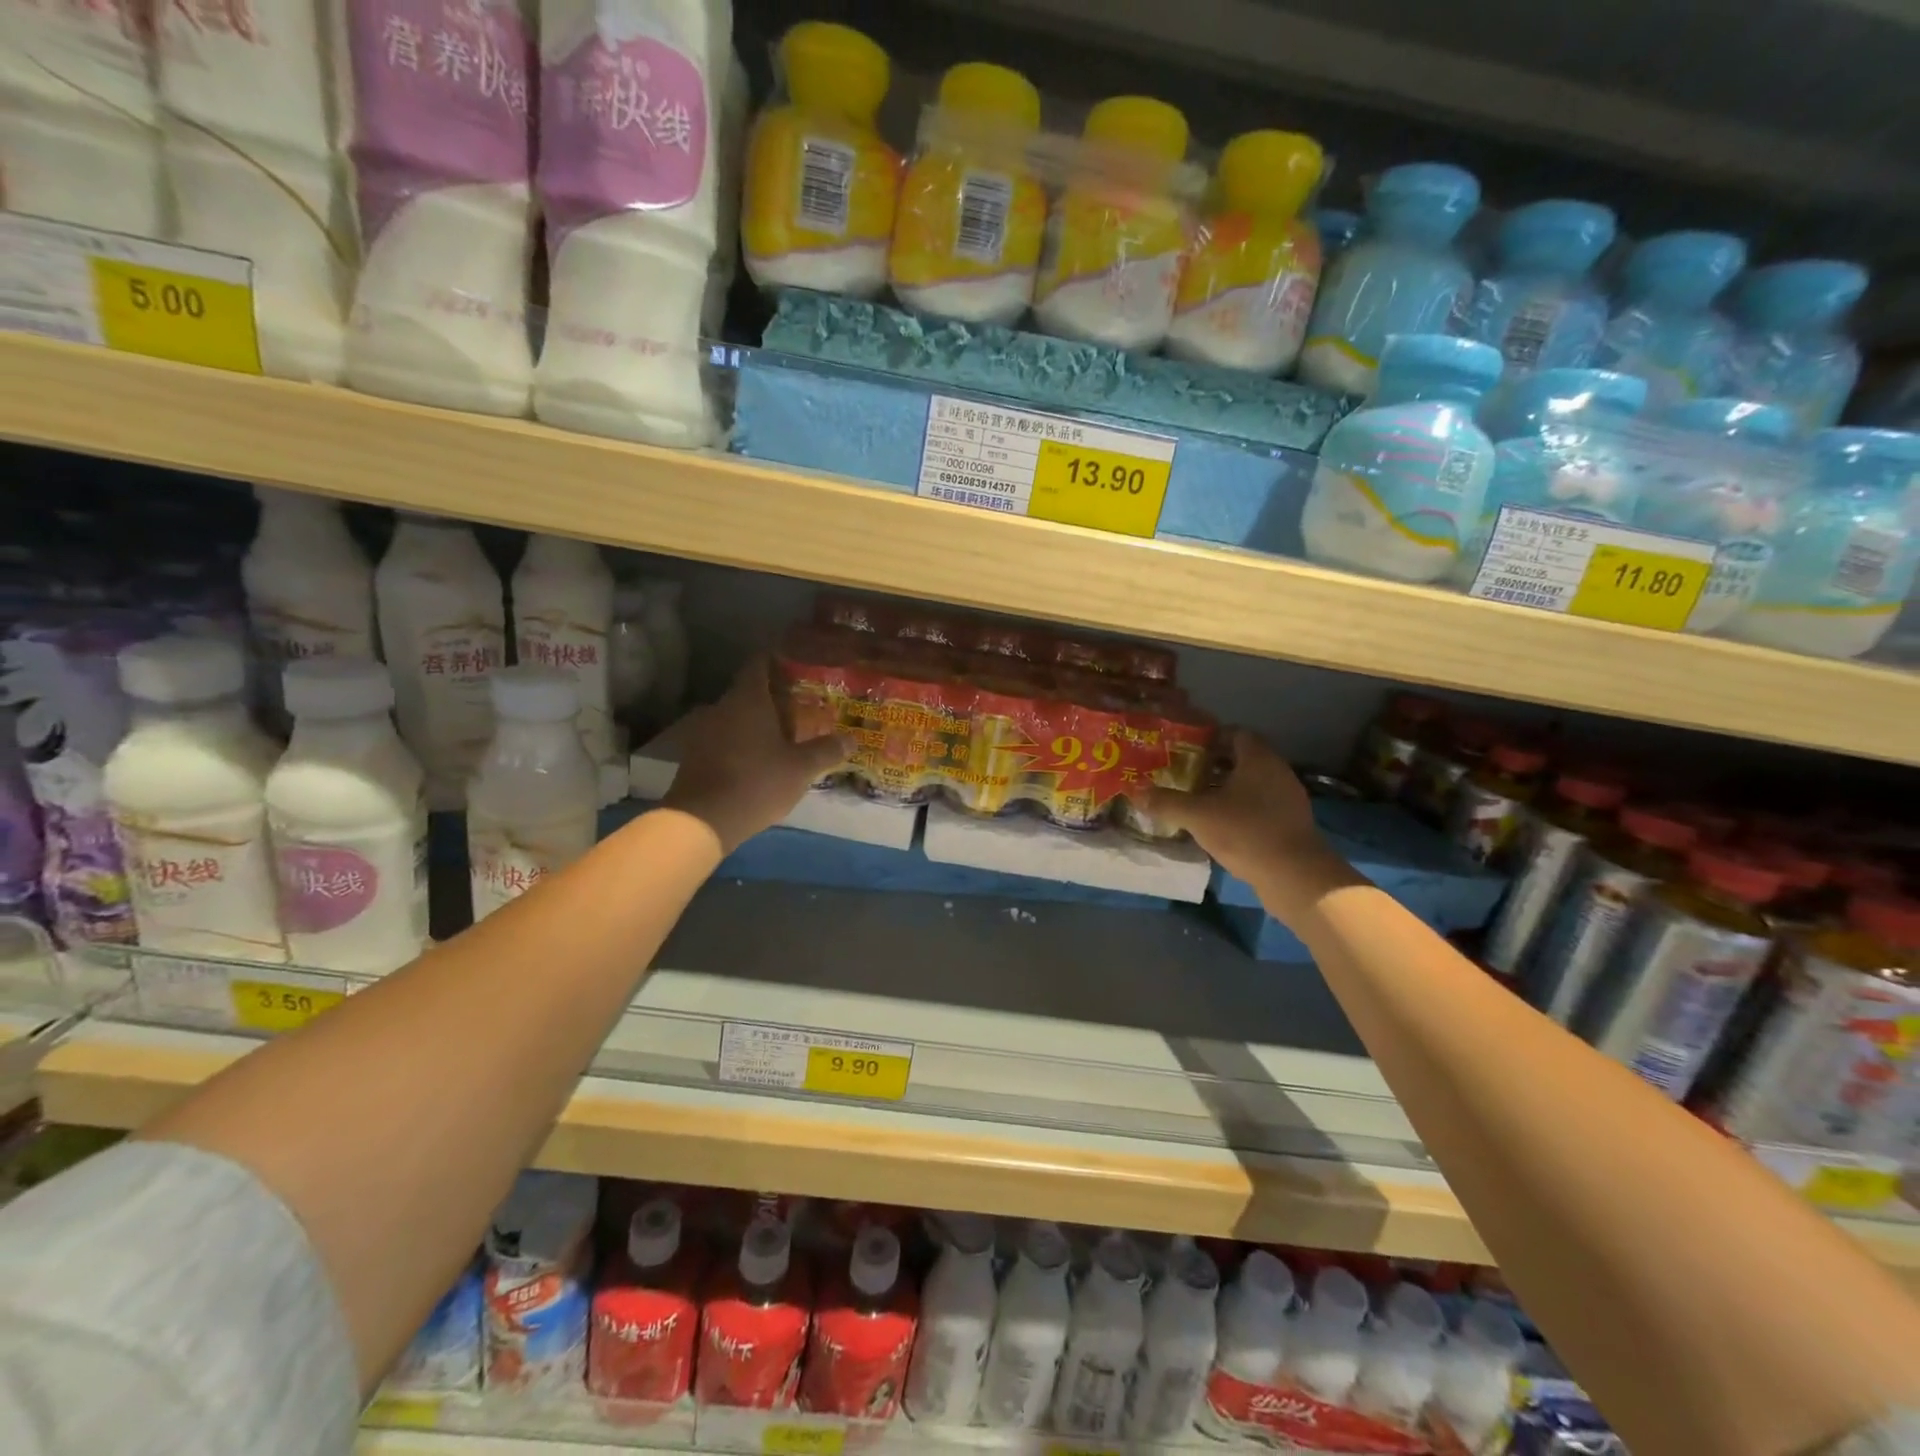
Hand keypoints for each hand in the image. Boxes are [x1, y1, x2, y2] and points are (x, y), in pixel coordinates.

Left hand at [663, 657, 847, 852]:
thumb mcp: (801, 768)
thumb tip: (851, 738)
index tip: (798, 664)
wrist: (703, 819)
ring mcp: (704, 731)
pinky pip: (725, 738)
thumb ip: (826, 750)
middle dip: (774, 697)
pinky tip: (759, 757)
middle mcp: (722, 707)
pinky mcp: (696, 755)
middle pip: (750, 691)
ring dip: (757, 722)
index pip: (760, 664)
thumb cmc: (757, 783)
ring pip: (736, 716)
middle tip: (801, 705)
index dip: (778, 660)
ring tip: (783, 733)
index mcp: (748, 699)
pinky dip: (742, 741)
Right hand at [1138, 728, 1338, 888]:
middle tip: (1184, 774)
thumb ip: (1166, 802)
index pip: (1234, 733)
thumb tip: (1136, 792)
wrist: (1295, 876)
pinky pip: (1260, 804)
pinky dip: (1240, 808)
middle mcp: (1276, 771)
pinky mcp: (1290, 822)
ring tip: (1196, 800)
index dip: (1208, 737)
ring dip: (1225, 788)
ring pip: (1251, 783)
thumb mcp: (1198, 816)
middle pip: (1241, 758)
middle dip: (1212, 764)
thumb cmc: (1246, 832)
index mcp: (1258, 758)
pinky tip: (1220, 824)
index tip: (1184, 749)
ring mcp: (1287, 797)